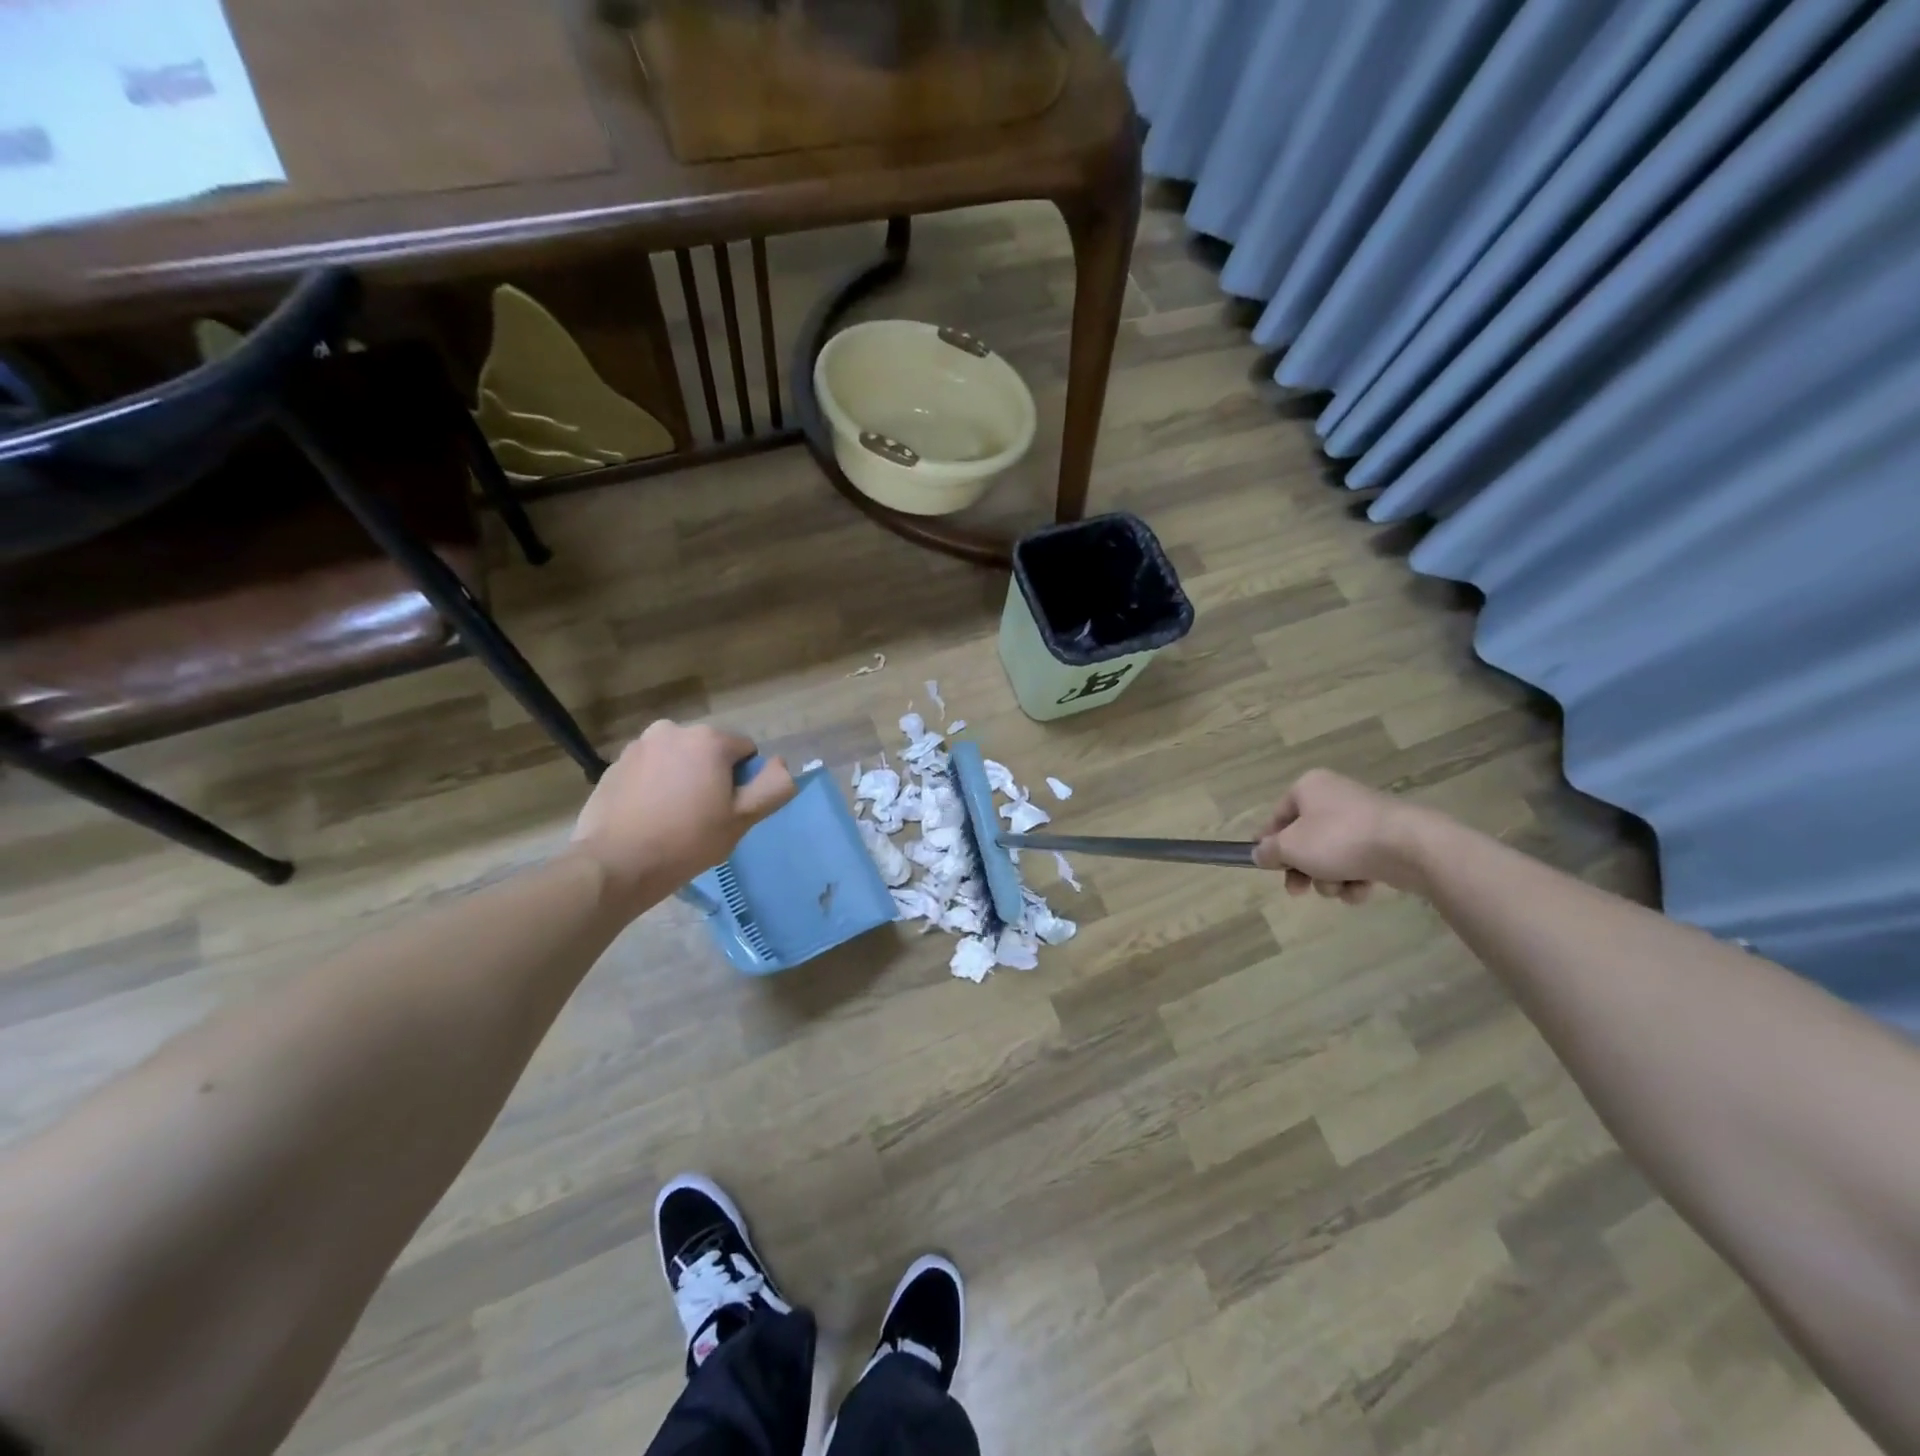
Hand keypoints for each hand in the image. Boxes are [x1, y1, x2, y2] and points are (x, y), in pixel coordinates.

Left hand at [571, 721, 795, 913]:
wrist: (615, 864)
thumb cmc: (687, 840)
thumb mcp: (742, 819)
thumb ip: (773, 786)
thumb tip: (781, 764)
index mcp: (709, 739)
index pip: (745, 752)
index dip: (743, 782)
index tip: (727, 810)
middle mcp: (673, 730)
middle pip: (709, 751)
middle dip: (711, 776)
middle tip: (702, 816)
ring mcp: (639, 745)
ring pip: (678, 759)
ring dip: (682, 777)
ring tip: (672, 817)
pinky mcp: (615, 764)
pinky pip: (650, 769)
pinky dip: (654, 785)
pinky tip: (648, 815)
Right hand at [1253, 769, 1433, 901]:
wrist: (1409, 847)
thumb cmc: (1339, 838)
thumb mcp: (1290, 847)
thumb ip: (1269, 851)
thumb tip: (1259, 853)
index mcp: (1308, 788)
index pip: (1278, 816)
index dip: (1268, 843)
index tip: (1264, 866)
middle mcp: (1335, 796)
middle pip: (1305, 839)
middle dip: (1302, 869)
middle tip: (1297, 890)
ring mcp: (1363, 818)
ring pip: (1331, 854)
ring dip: (1329, 878)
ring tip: (1339, 888)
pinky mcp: (1386, 839)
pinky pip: (1358, 861)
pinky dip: (1355, 878)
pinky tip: (1361, 889)